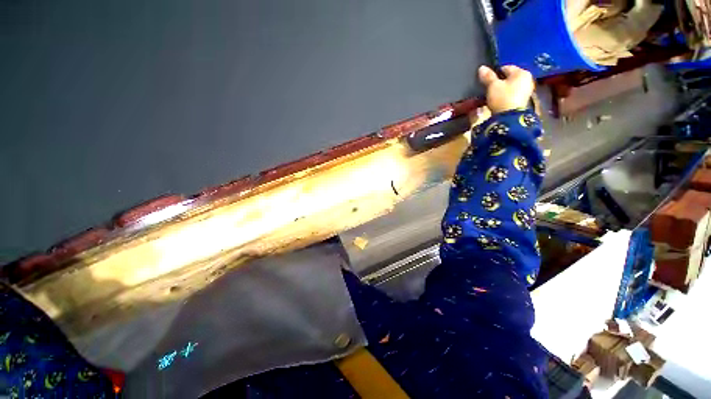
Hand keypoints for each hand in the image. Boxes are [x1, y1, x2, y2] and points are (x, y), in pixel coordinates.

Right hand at [478, 65, 534, 113]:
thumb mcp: (493, 86)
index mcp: (521, 72)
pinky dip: (506, 96)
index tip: (487, 80)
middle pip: (510, 77)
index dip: (495, 73)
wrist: (510, 117)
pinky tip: (499, 101)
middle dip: (500, 82)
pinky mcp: (524, 100)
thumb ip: (488, 77)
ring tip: (493, 95)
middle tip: (490, 88)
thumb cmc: (502, 98)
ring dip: (503, 89)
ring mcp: (527, 90)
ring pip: (511, 86)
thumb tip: (481, 67)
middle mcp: (527, 79)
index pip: (506, 68)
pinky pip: (513, 94)